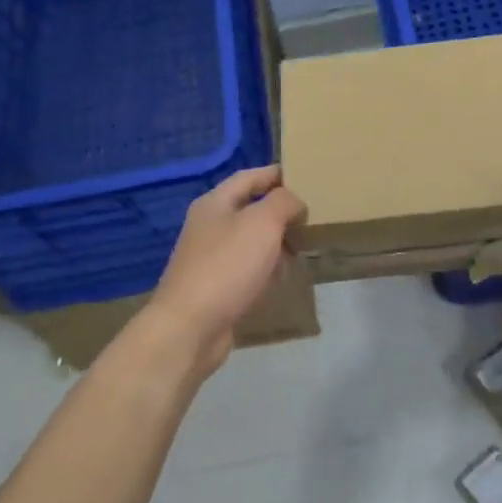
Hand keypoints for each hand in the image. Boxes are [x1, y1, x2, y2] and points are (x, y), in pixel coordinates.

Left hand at [145, 166, 304, 375]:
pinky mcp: (216, 287)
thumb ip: (283, 202)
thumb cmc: (227, 266)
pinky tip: (282, 277)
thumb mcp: (262, 223)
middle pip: (250, 208)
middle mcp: (209, 226)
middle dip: (280, 211)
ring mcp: (210, 258)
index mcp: (215, 203)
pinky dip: (266, 268)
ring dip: (276, 241)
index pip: (249, 177)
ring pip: (250, 240)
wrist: (190, 328)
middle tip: (311, 215)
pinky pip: (247, 268)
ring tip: (304, 246)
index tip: (305, 177)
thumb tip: (294, 202)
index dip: (276, 174)